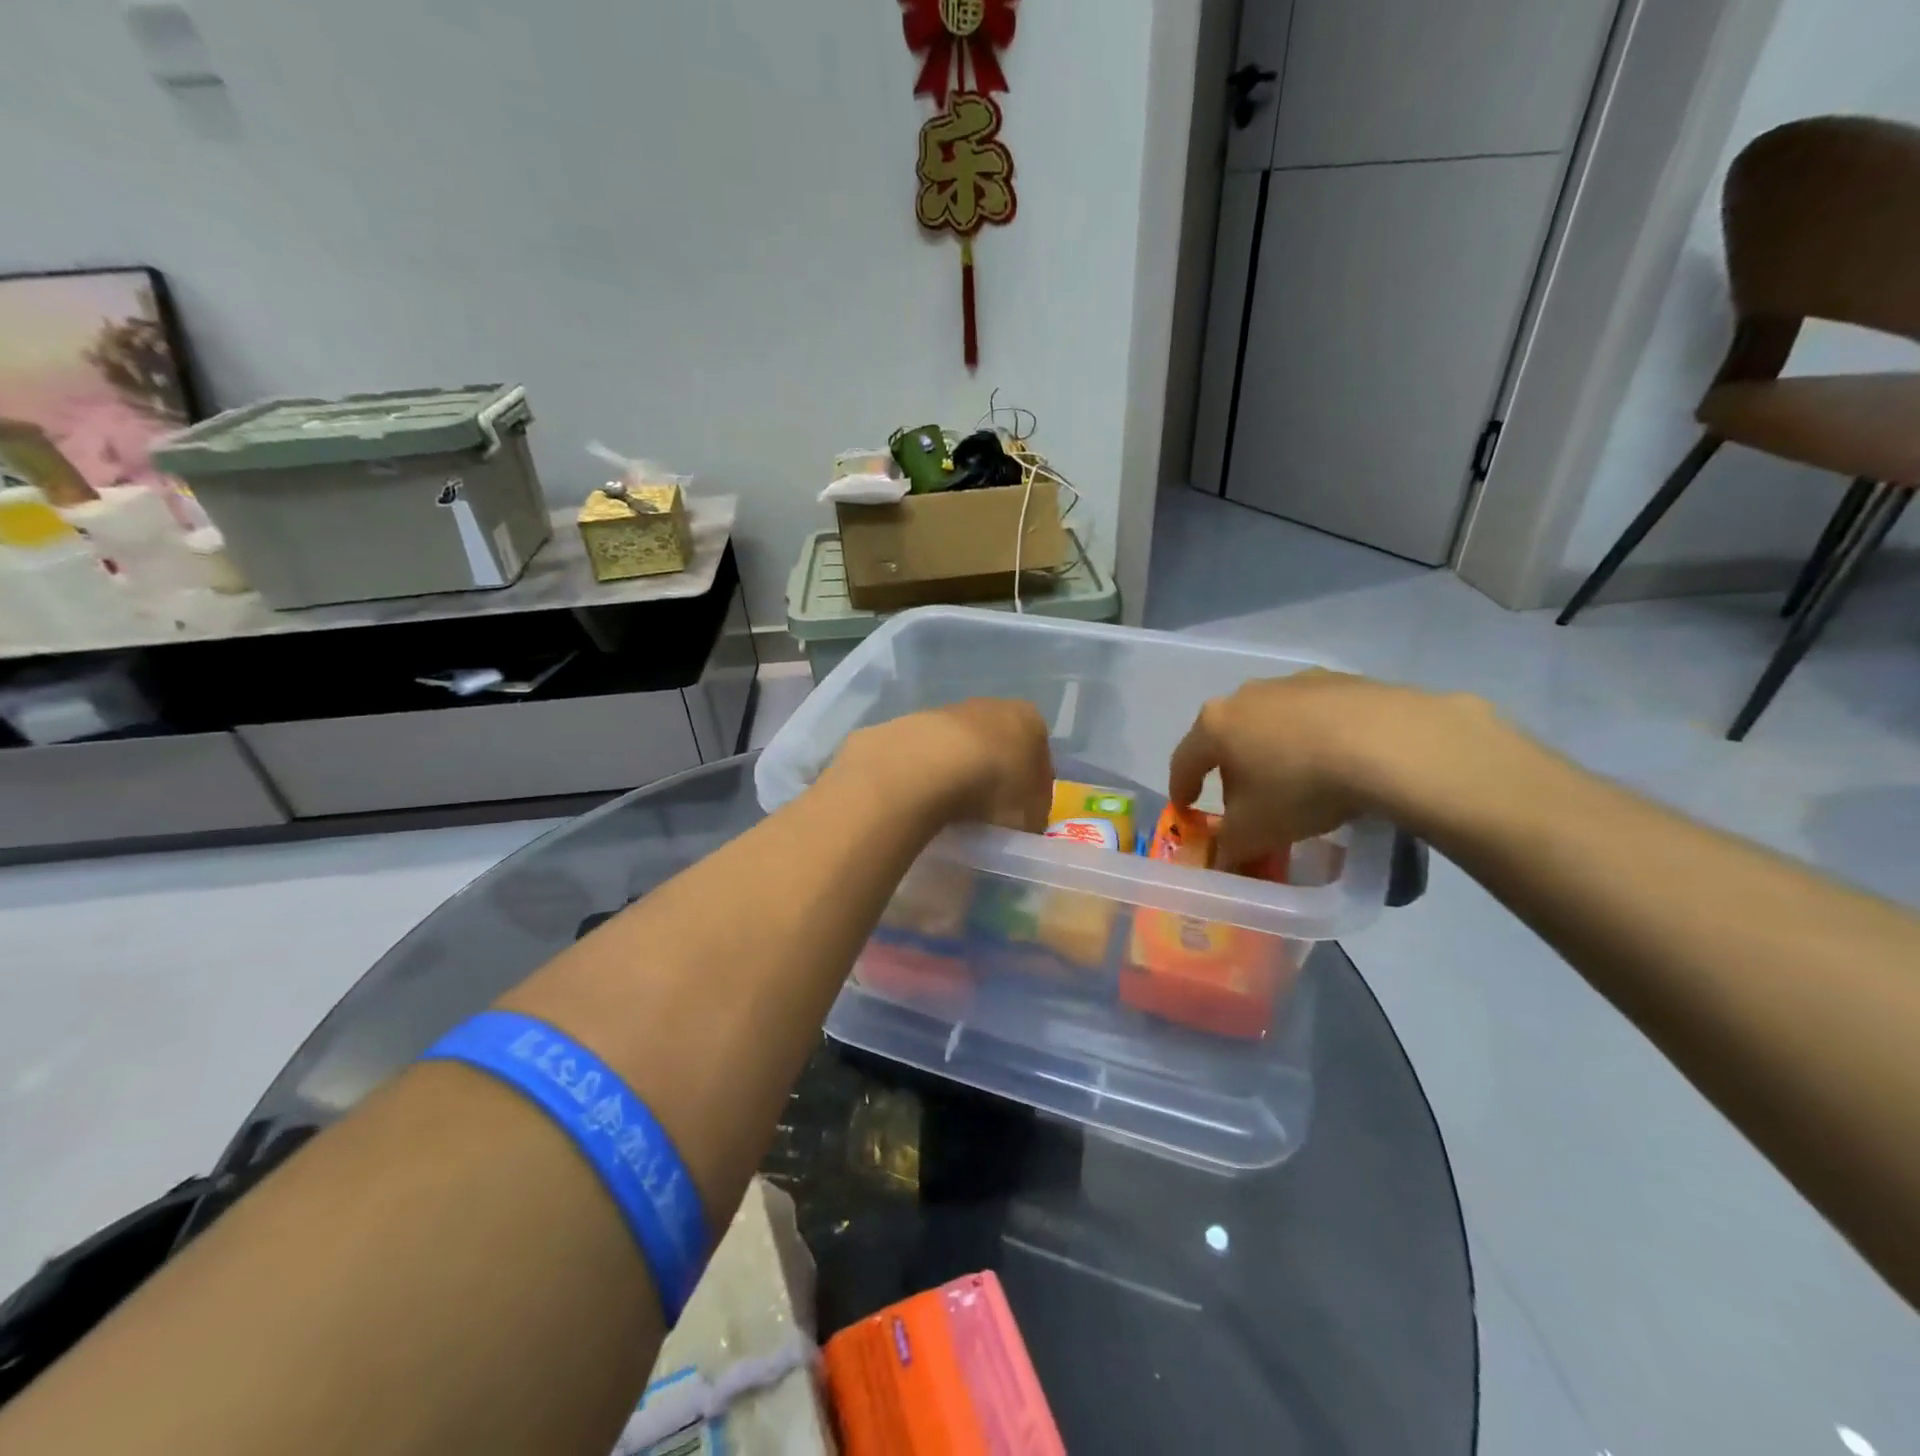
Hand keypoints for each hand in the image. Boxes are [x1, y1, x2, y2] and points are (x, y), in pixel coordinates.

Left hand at [835, 699, 1053, 832]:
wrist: (931, 765)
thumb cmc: (995, 787)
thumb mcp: (1030, 817)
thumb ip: (1032, 817)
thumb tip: (1023, 820)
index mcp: (1031, 721)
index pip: (1040, 758)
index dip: (1033, 792)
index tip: (1022, 817)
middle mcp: (994, 706)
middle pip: (1001, 747)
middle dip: (997, 777)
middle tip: (990, 814)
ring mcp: (952, 710)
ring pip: (965, 748)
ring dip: (963, 773)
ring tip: (955, 809)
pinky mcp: (916, 721)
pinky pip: (934, 754)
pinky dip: (935, 773)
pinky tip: (930, 797)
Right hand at [1169, 670, 1498, 864]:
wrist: (1390, 743)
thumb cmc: (1301, 787)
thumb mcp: (1255, 832)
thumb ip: (1228, 847)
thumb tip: (1222, 858)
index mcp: (1215, 725)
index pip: (1184, 760)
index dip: (1182, 788)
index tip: (1187, 810)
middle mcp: (1247, 695)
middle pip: (1228, 737)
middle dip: (1232, 769)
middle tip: (1246, 802)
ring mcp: (1295, 682)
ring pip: (1272, 723)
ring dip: (1274, 750)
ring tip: (1298, 782)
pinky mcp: (1342, 680)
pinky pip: (1316, 715)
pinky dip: (1316, 738)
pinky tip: (1339, 762)